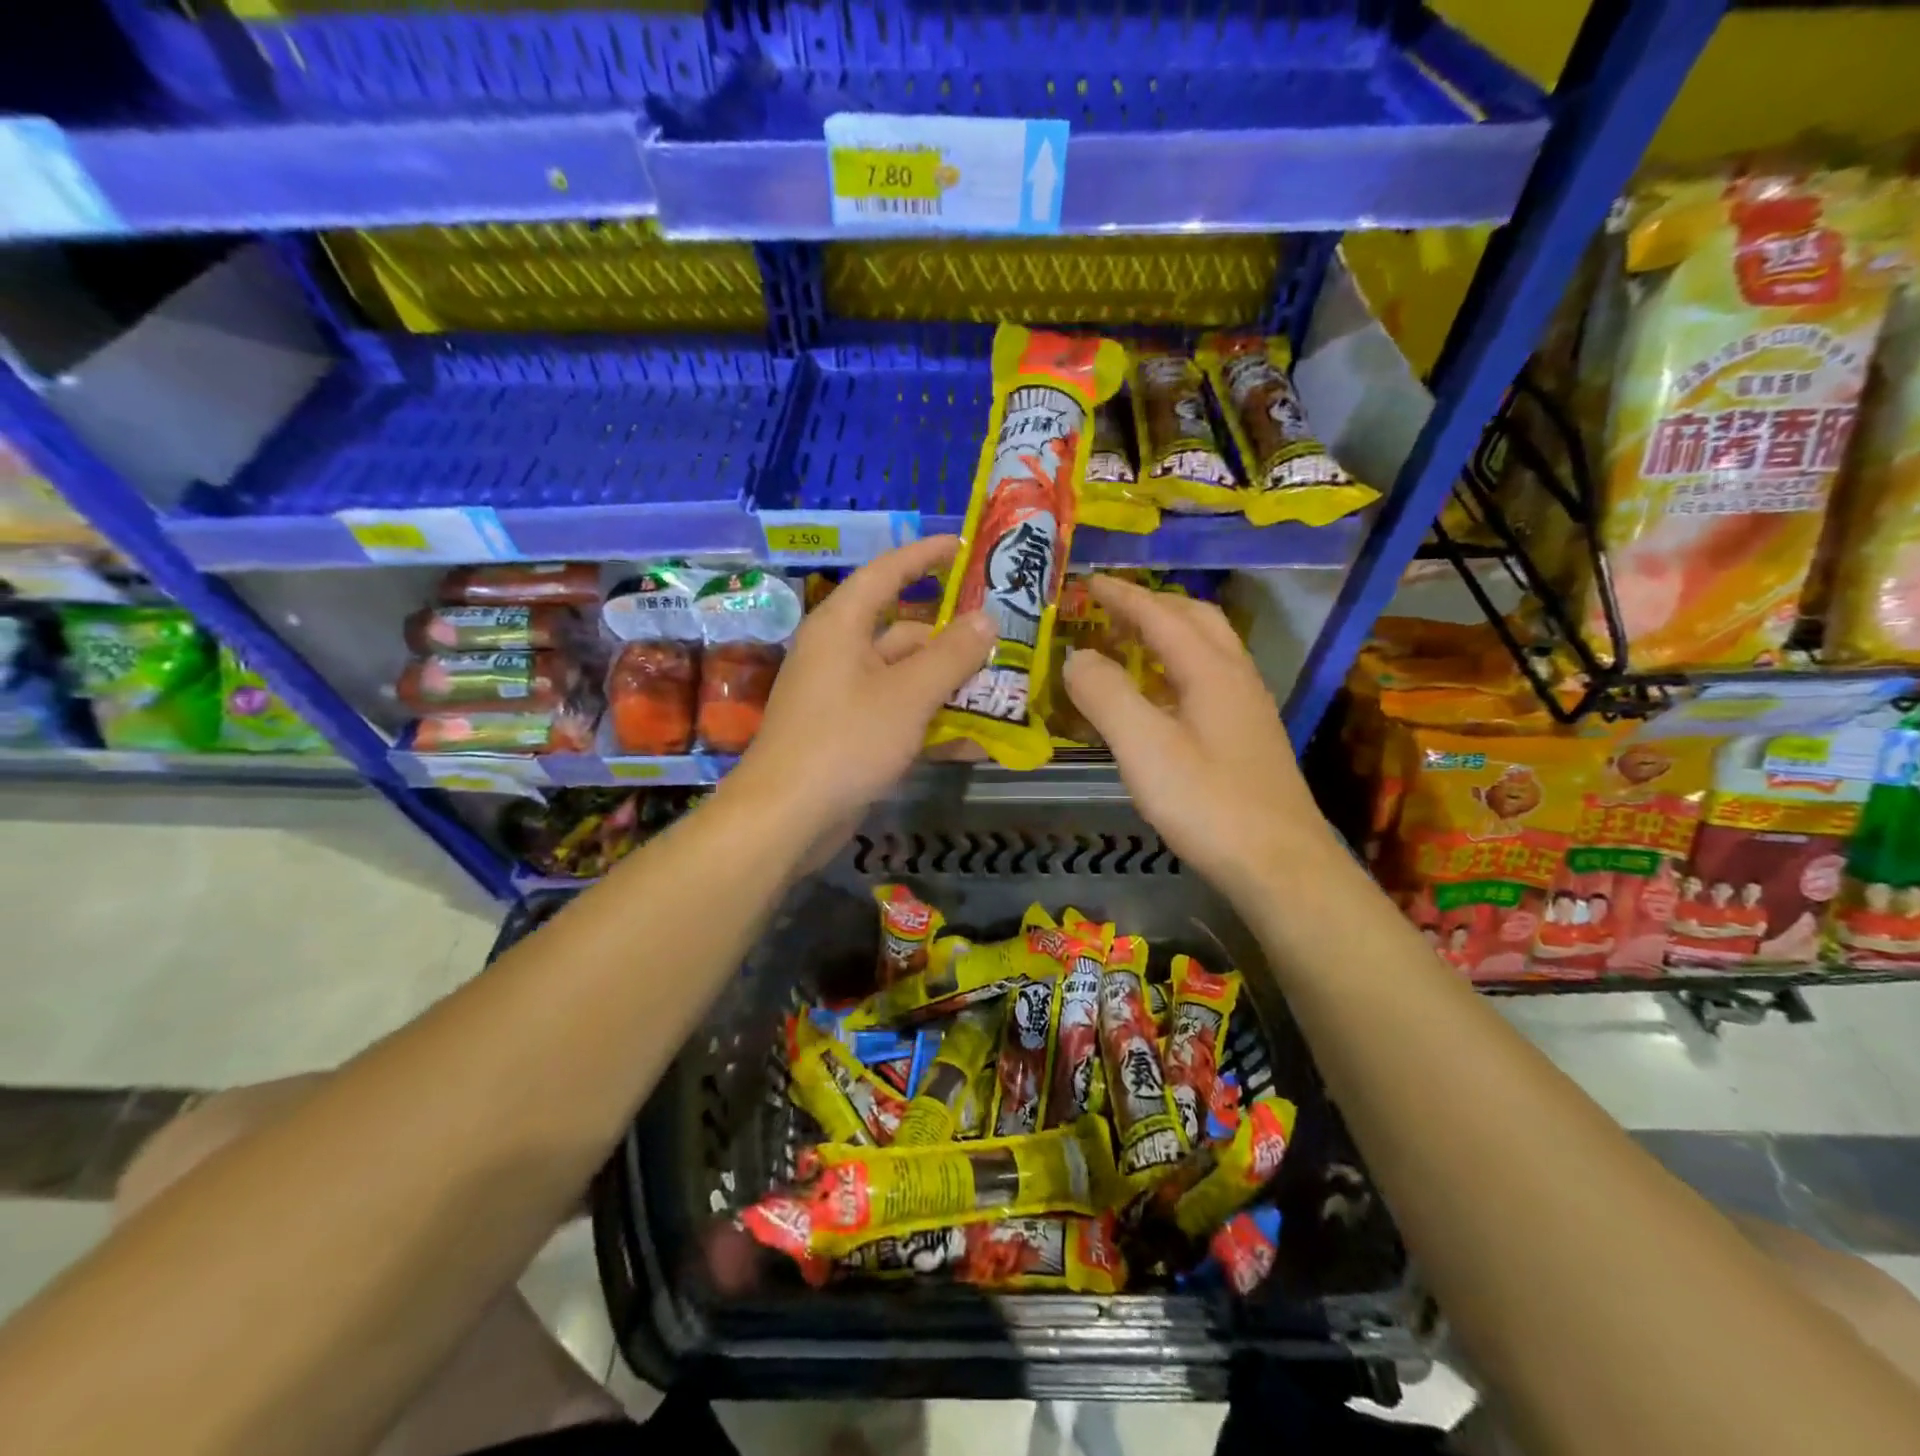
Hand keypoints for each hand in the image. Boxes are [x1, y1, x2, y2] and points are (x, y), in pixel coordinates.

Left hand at [727, 536, 993, 836]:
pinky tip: (977, 742)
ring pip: (907, 679)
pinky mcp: (850, 736)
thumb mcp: (908, 694)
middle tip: (1006, 639)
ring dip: (951, 686)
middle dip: (955, 639)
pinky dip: (933, 724)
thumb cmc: (846, 740)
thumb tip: (986, 619)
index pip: (887, 572)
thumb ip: (951, 655)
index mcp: (842, 625)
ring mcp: (844, 697)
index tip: (966, 547)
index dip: (926, 555)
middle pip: (905, 632)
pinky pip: (899, 717)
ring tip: (1005, 690)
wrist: (787, 818)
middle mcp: (841, 654)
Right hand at [1062, 575, 1338, 899]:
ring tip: (1129, 645)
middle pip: (1196, 620)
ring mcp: (1248, 708)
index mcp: (1212, 670)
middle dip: (1152, 605)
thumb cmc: (1208, 803)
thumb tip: (1076, 656)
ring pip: (1208, 649)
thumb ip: (1106, 695)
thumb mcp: (1144, 747)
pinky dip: (1177, 668)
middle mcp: (1236, 678)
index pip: (1161, 615)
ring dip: (1168, 634)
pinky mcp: (1249, 738)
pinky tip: (1159, 698)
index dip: (1123, 596)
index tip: (1089, 581)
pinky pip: (1209, 680)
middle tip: (1111, 609)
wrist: (1280, 865)